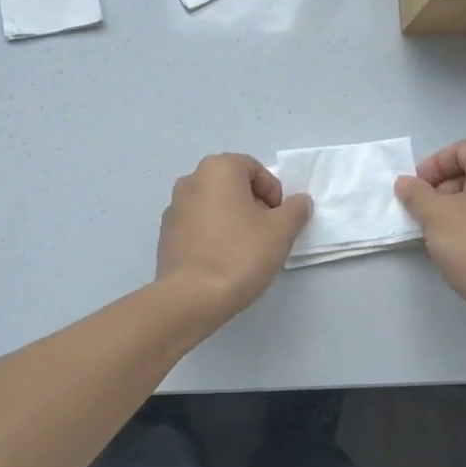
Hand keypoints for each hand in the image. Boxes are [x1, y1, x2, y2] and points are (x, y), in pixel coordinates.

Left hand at [156, 154, 312, 322]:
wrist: (191, 298)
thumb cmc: (239, 254)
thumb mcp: (281, 231)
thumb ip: (295, 209)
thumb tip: (299, 201)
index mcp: (217, 169)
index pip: (255, 168)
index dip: (273, 192)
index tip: (279, 220)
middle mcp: (191, 180)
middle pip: (233, 185)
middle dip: (253, 205)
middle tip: (266, 234)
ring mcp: (174, 207)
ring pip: (214, 205)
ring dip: (233, 219)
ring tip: (245, 250)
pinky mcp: (166, 234)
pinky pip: (198, 225)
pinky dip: (213, 234)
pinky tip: (222, 260)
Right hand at [395, 140, 465, 318]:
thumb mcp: (435, 216)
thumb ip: (416, 194)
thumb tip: (406, 183)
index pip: (463, 149)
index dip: (435, 163)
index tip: (417, 187)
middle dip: (442, 186)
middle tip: (422, 209)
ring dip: (454, 207)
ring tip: (435, 231)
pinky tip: (457, 249)